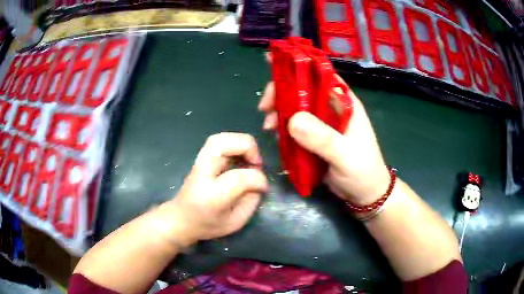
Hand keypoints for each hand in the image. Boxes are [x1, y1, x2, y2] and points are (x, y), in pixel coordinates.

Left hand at [164, 133, 267, 246]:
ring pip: (219, 138)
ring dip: (241, 143)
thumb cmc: (207, 225)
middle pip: (222, 144)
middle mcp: (202, 174)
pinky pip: (219, 141)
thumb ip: (251, 202)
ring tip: (250, 158)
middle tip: (257, 163)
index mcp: (211, 196)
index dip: (258, 179)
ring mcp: (198, 163)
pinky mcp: (200, 159)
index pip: (238, 177)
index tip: (263, 188)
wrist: (180, 219)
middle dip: (247, 147)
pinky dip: (234, 144)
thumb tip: (259, 182)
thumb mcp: (234, 223)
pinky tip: (241, 157)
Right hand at [258, 77, 389, 205]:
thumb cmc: (363, 172)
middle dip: (281, 94)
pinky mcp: (315, 137)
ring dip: (279, 112)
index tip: (273, 65)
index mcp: (344, 102)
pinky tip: (274, 135)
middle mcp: (332, 107)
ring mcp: (323, 123)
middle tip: (265, 108)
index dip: (298, 66)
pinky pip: (295, 127)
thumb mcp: (345, 156)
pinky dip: (283, 128)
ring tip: (268, 127)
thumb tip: (293, 120)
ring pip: (296, 108)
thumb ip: (323, 139)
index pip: (320, 75)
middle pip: (303, 89)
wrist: (365, 194)